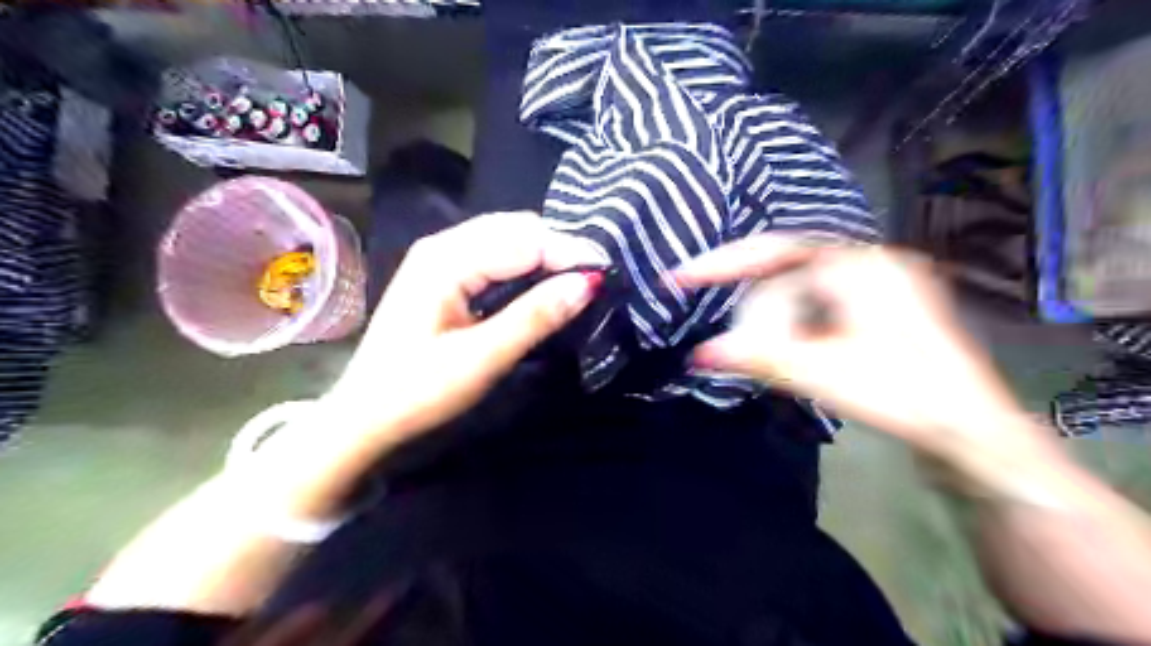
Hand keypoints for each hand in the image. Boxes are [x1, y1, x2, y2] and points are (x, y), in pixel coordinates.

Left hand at [327, 213, 604, 444]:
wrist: (365, 415)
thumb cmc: (418, 391)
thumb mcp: (482, 358)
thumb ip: (535, 316)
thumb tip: (589, 283)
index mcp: (446, 260)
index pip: (524, 240)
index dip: (569, 252)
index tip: (607, 272)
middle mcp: (443, 245)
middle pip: (515, 229)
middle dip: (559, 248)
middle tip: (594, 278)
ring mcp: (440, 257)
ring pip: (507, 237)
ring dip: (544, 253)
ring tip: (577, 278)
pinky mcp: (443, 274)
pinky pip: (495, 253)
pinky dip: (525, 263)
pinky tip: (542, 280)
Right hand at [678, 236, 1040, 457]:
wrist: (972, 432)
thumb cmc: (903, 396)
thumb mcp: (823, 374)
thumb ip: (758, 358)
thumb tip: (697, 355)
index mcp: (860, 265)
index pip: (774, 251)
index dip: (722, 262)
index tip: (680, 278)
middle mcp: (869, 261)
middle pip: (787, 269)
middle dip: (751, 301)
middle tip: (724, 335)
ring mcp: (879, 282)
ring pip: (802, 286)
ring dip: (772, 314)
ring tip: (755, 346)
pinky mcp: (880, 306)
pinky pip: (819, 300)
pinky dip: (793, 320)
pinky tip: (788, 345)